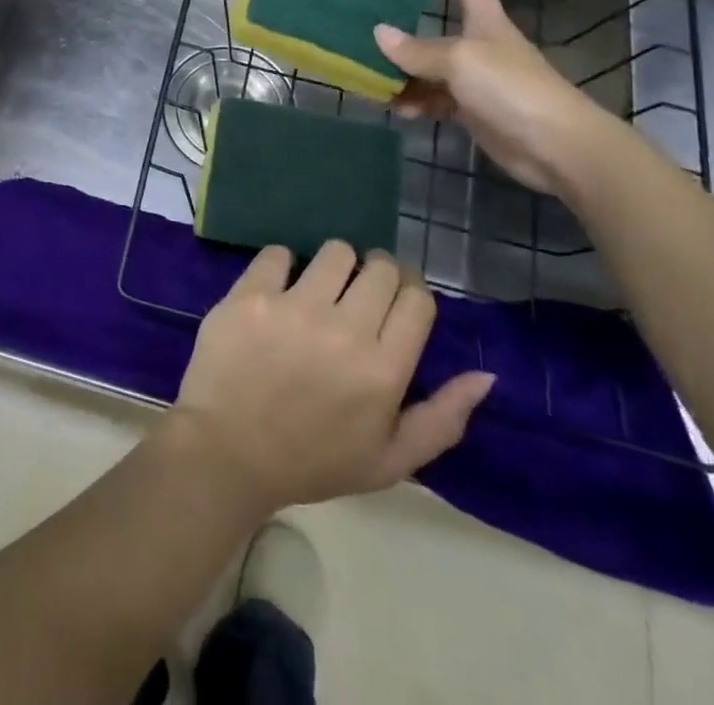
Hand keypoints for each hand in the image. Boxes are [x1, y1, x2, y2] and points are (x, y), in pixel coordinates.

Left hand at [167, 241, 493, 517]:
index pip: (417, 299)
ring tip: (320, 288)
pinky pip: (278, 252)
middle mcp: (345, 330)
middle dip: (377, 274)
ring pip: (335, 251)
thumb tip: (485, 374)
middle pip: (380, 268)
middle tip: (358, 293)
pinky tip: (278, 288)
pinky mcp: (251, 294)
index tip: (395, 298)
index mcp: (384, 371)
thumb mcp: (389, 461)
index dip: (410, 291)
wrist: (227, 452)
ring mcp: (295, 307)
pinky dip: (282, 265)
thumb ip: (443, 419)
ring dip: (334, 265)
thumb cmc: (312, 460)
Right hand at [374, 0, 611, 195]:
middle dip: (405, 37)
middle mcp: (481, 48)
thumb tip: (379, 32)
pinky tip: (399, 111)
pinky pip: (437, 101)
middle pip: (438, 34)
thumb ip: (417, 50)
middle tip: (370, 39)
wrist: (556, 145)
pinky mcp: (475, 113)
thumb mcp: (459, 61)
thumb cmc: (510, 88)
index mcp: (486, 23)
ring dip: (404, 77)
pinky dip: (417, 103)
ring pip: (431, 72)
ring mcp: (478, 82)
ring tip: (375, 84)